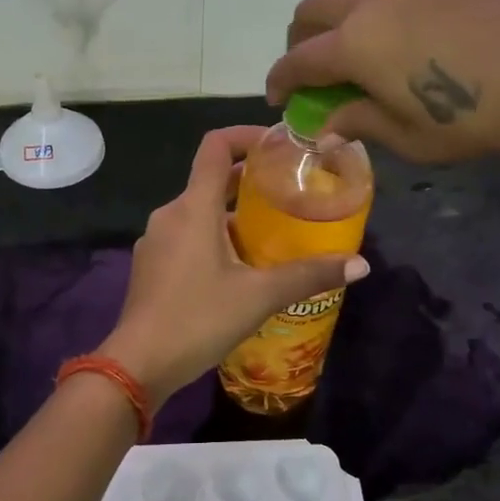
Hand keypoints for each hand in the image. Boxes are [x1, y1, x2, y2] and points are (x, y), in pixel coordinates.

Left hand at [100, 126, 368, 401]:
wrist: (138, 364)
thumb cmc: (198, 318)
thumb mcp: (259, 296)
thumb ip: (309, 275)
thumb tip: (360, 265)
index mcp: (193, 207)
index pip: (215, 146)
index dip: (246, 136)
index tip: (278, 145)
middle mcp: (170, 214)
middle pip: (210, 180)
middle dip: (249, 182)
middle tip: (289, 192)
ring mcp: (156, 241)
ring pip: (199, 212)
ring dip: (233, 214)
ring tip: (271, 232)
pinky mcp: (151, 266)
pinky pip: (187, 236)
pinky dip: (214, 237)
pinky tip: (238, 267)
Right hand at [264, 0, 499, 161]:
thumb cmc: (478, 115)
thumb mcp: (410, 137)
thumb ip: (359, 122)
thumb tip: (327, 123)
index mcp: (353, 43)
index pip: (296, 60)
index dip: (279, 82)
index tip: (278, 100)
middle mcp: (368, 0)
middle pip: (310, 10)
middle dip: (298, 42)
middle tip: (311, 75)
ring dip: (331, 21)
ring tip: (351, 56)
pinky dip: (365, 9)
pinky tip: (393, 39)